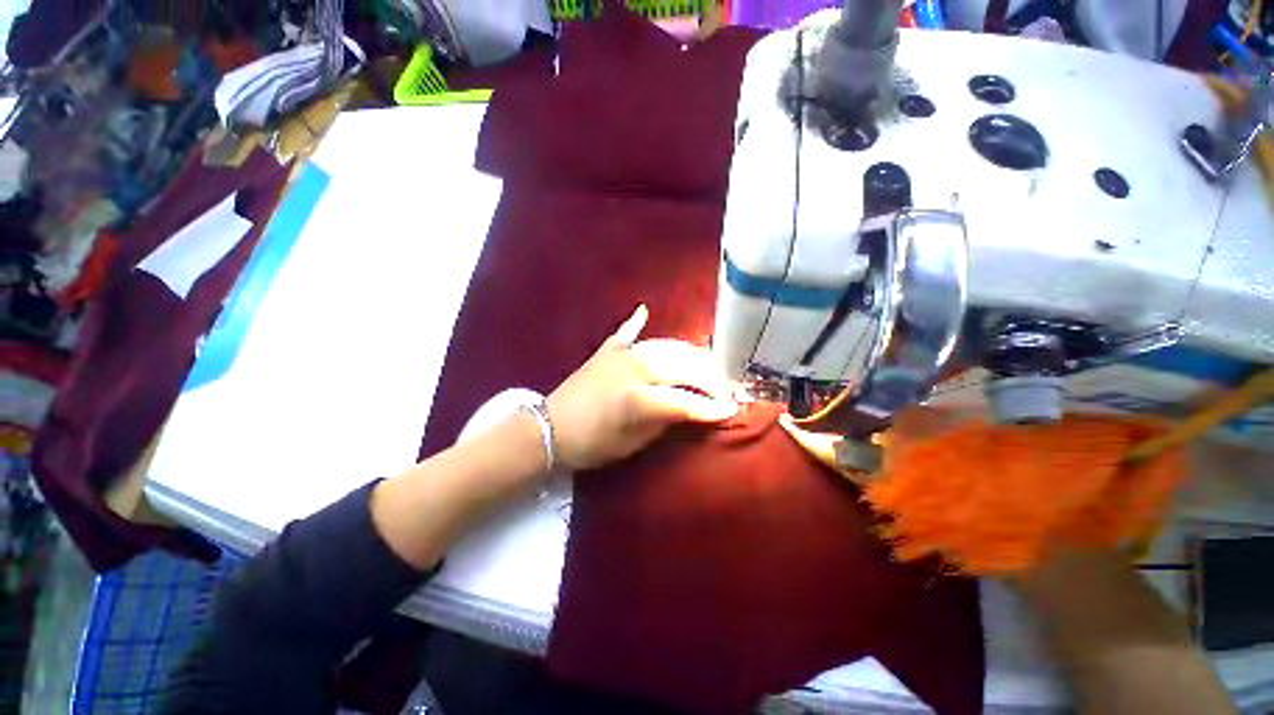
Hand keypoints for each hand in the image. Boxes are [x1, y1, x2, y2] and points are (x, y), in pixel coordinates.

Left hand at [546, 305, 738, 469]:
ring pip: (666, 347)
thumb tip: (693, 409)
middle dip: (710, 378)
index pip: (686, 399)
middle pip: (683, 366)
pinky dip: (636, 323)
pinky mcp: (606, 351)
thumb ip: (665, 421)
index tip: (732, 409)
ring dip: (690, 356)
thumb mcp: (633, 443)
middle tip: (726, 388)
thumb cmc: (591, 445)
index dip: (711, 406)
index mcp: (638, 397)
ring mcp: (620, 355)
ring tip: (707, 366)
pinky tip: (644, 311)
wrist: (548, 430)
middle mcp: (634, 368)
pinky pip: (626, 333)